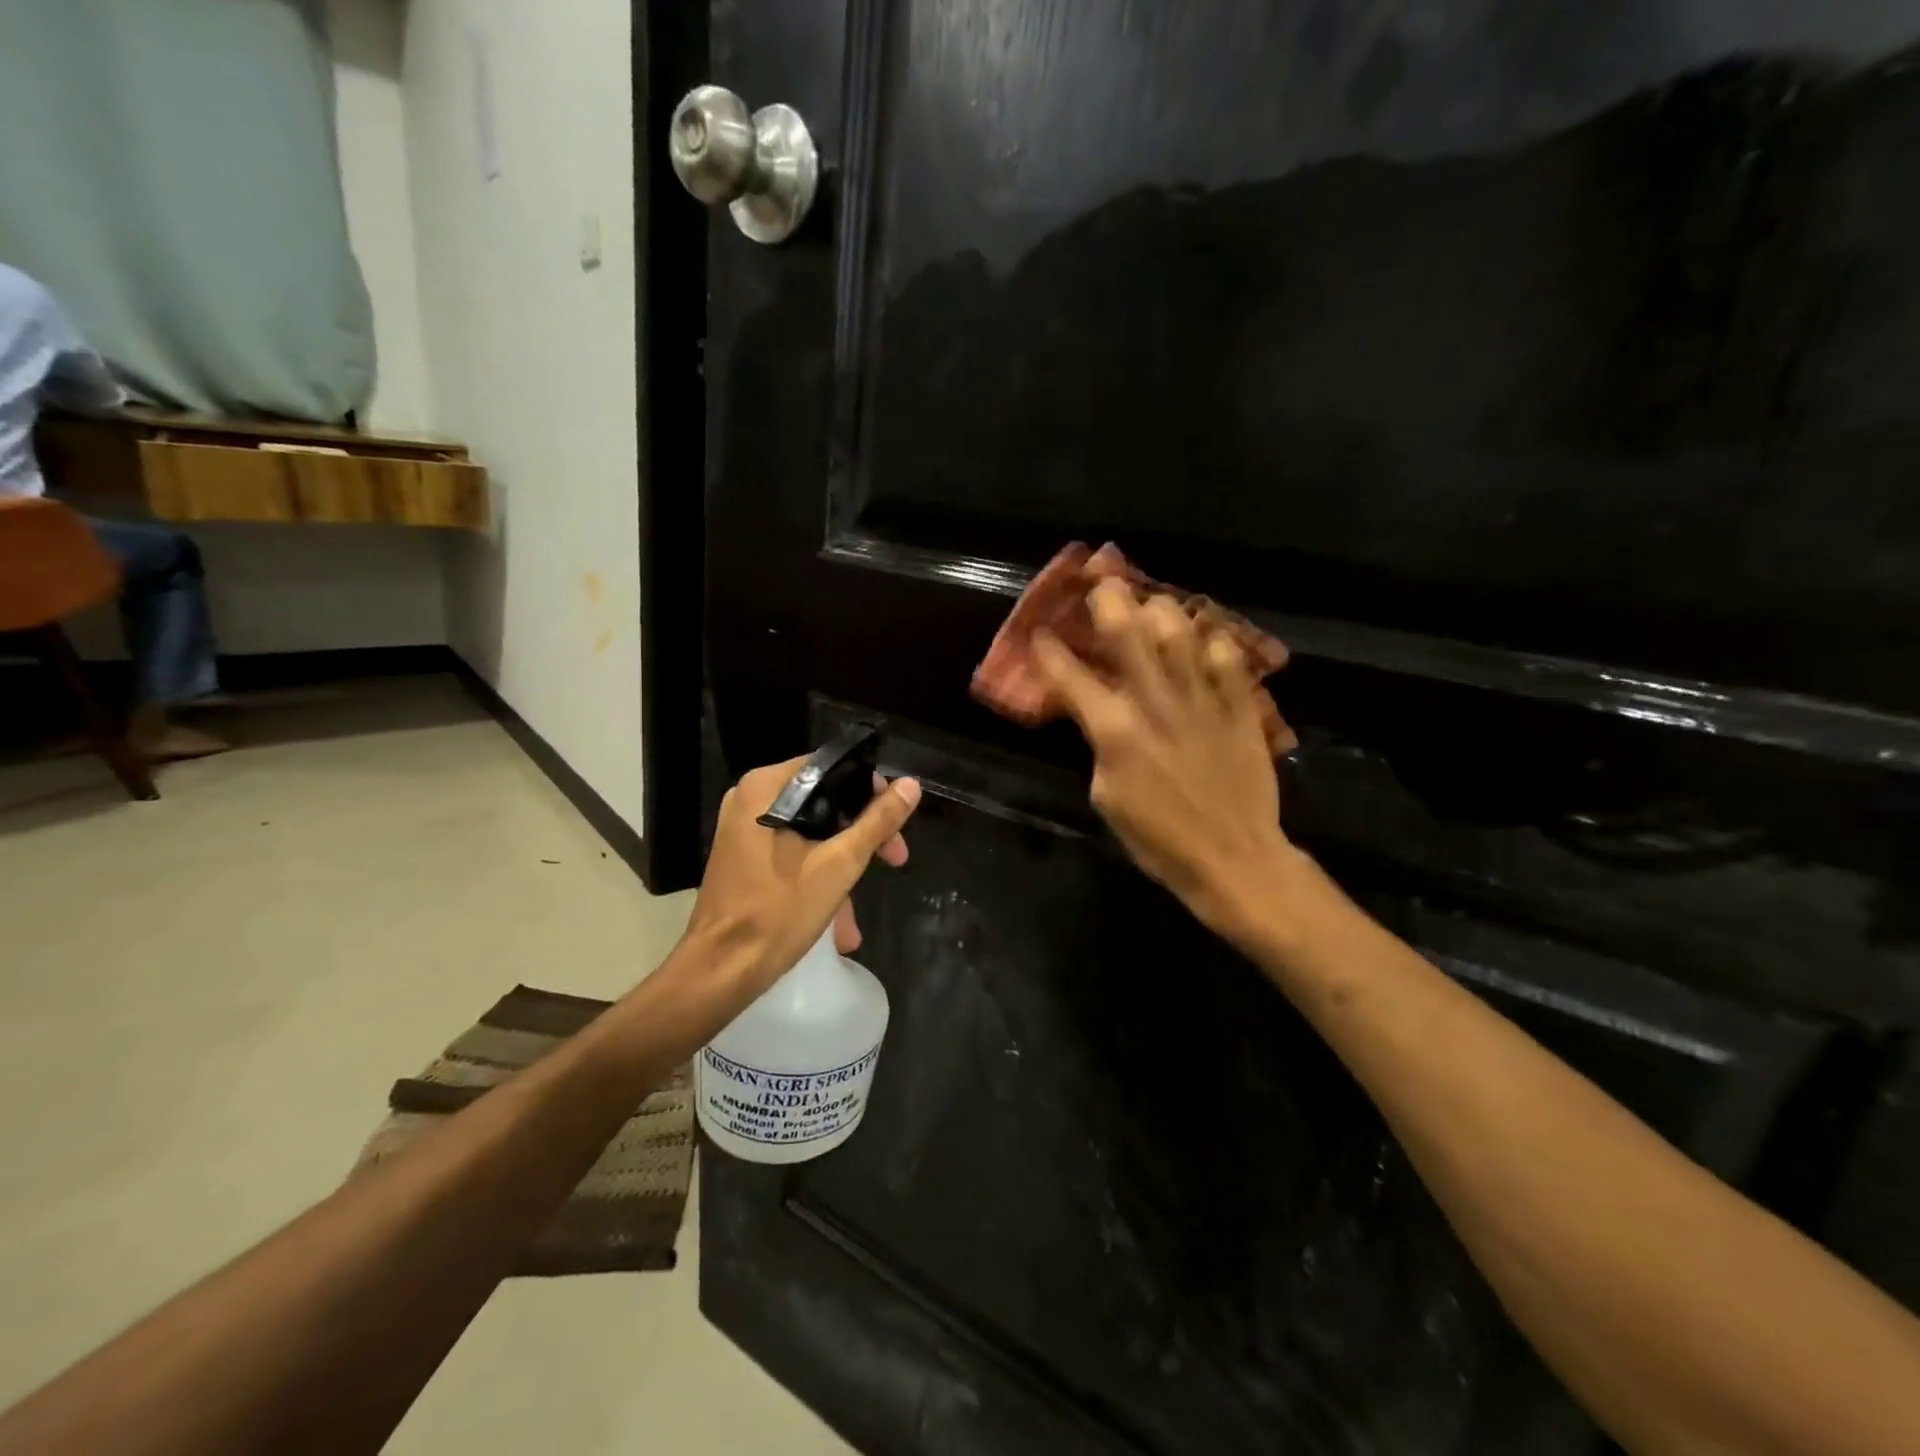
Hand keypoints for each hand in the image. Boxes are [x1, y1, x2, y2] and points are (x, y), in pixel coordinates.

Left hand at [681, 758, 921, 997]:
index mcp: (766, 788)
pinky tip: (837, 924)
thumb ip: (877, 821)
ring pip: (811, 832)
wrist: (719, 972)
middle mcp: (751, 799)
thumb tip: (911, 785)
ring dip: (842, 867)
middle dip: (862, 835)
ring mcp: (744, 830)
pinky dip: (817, 877)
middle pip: (824, 801)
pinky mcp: (744, 858)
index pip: (833, 769)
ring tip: (856, 917)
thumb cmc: (778, 912)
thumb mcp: (839, 864)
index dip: (872, 792)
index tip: (896, 825)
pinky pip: (792, 853)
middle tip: (894, 859)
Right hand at [1034, 579, 1293, 937]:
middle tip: (1101, 583)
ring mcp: (1201, 699)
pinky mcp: (1240, 706)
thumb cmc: (1158, 839)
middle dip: (1108, 598)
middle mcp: (1155, 702)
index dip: (1048, 649)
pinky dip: (1212, 638)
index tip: (1040, 631)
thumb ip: (1099, 746)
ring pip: (1179, 629)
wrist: (1233, 858)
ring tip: (1151, 604)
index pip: (1069, 676)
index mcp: (1114, 730)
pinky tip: (1203, 637)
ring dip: (1159, 608)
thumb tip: (1098, 715)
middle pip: (1127, 630)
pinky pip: (1228, 655)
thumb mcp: (1106, 797)